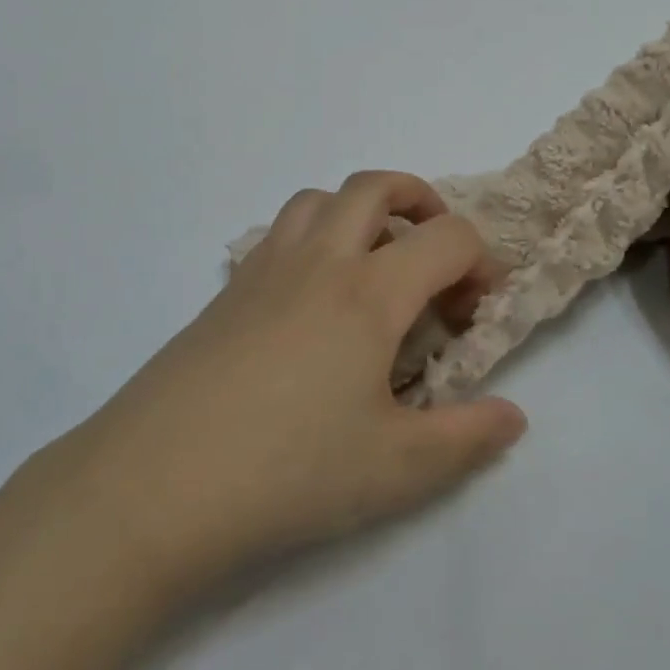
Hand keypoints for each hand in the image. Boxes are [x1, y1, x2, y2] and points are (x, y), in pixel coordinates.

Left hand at [56, 172, 527, 602]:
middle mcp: (319, 261)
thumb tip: (512, 416)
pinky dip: (312, 237)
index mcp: (369, 293)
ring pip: (319, 198)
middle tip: (435, 252)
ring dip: (358, 211)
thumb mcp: (396, 469)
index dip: (481, 263)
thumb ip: (466, 439)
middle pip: (375, 186)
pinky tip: (311, 300)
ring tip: (373, 263)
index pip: (447, 239)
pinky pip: (279, 231)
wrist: (157, 482)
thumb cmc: (289, 471)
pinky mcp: (227, 289)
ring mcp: (265, 268)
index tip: (477, 313)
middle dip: (421, 201)